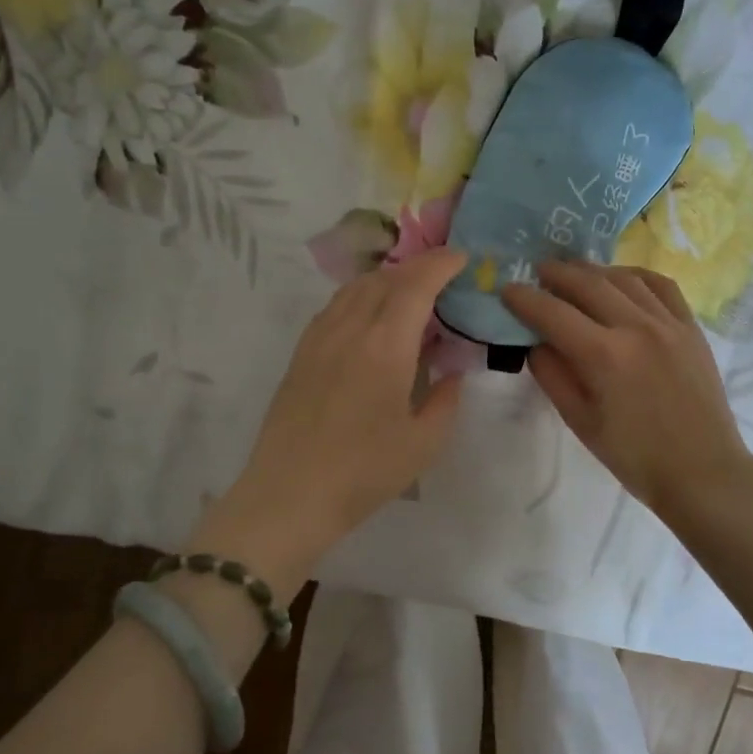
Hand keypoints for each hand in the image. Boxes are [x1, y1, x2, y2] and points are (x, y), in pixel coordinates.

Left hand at [195, 248, 469, 594]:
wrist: (289, 495)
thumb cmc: (364, 472)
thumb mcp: (424, 443)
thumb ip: (446, 399)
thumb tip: (452, 372)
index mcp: (386, 346)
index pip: (416, 284)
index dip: (441, 264)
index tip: (462, 258)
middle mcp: (350, 329)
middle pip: (384, 278)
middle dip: (418, 268)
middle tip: (444, 276)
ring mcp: (319, 339)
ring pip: (355, 288)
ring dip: (387, 279)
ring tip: (410, 294)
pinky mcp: (301, 354)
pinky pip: (335, 308)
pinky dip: (361, 298)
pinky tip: (371, 319)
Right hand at [502, 261, 752, 521]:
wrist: (702, 470)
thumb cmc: (635, 456)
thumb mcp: (581, 422)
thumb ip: (553, 376)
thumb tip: (535, 343)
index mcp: (605, 356)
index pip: (553, 314)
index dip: (525, 299)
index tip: (507, 290)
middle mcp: (637, 327)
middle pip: (588, 284)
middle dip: (556, 274)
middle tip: (537, 272)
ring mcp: (669, 323)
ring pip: (624, 278)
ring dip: (593, 271)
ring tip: (574, 273)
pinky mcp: (691, 328)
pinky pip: (661, 286)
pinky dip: (635, 275)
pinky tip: (621, 279)